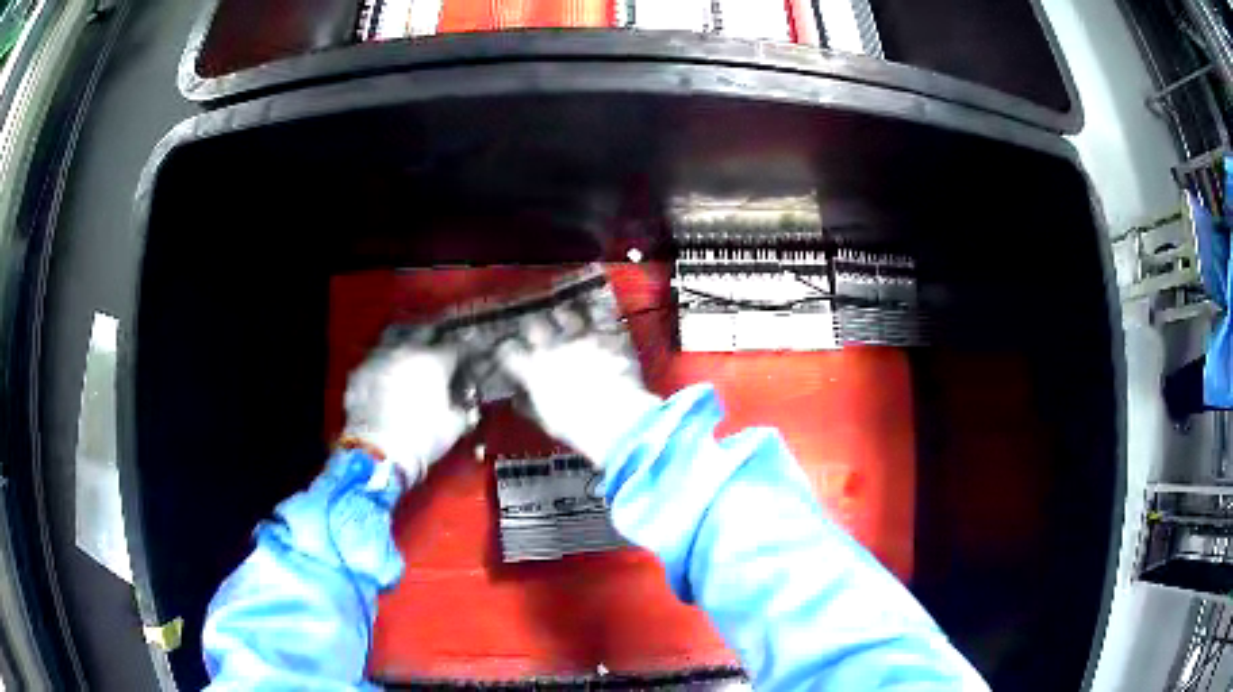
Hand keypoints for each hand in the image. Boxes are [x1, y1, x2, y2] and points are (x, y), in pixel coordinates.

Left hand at [343, 345, 474, 484]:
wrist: (377, 451)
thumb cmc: (422, 438)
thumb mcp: (453, 427)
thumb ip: (461, 409)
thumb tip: (461, 405)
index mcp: (434, 361)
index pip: (454, 348)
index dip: (462, 356)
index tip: (464, 364)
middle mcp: (406, 351)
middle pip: (422, 335)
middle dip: (431, 343)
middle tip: (436, 358)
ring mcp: (378, 359)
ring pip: (394, 346)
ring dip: (403, 354)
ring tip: (407, 368)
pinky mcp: (358, 374)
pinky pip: (374, 366)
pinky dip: (381, 372)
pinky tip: (382, 384)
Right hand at [497, 321, 661, 466]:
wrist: (616, 418)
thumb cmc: (577, 427)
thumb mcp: (546, 420)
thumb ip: (532, 403)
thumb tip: (521, 397)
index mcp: (533, 370)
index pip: (509, 352)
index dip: (507, 352)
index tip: (509, 355)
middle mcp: (553, 347)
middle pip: (534, 325)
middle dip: (533, 328)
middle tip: (536, 333)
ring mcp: (582, 338)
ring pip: (566, 314)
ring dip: (564, 317)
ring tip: (566, 320)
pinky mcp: (607, 337)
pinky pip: (598, 321)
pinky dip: (595, 322)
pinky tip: (596, 324)